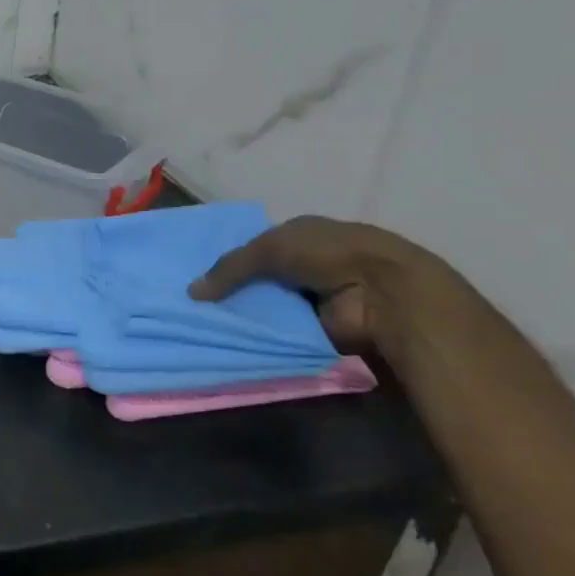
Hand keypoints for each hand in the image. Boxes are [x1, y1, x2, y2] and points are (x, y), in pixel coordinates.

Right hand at [188, 215, 448, 354]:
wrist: (382, 293)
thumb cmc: (327, 254)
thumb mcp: (269, 248)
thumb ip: (229, 268)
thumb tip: (192, 292)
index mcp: (302, 235)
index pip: (258, 246)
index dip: (232, 260)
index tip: (202, 275)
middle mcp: (309, 264)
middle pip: (261, 278)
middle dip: (234, 290)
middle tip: (195, 304)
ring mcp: (316, 297)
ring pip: (269, 306)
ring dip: (247, 314)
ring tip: (205, 325)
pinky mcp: (320, 329)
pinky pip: (282, 332)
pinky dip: (263, 336)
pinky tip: (232, 340)